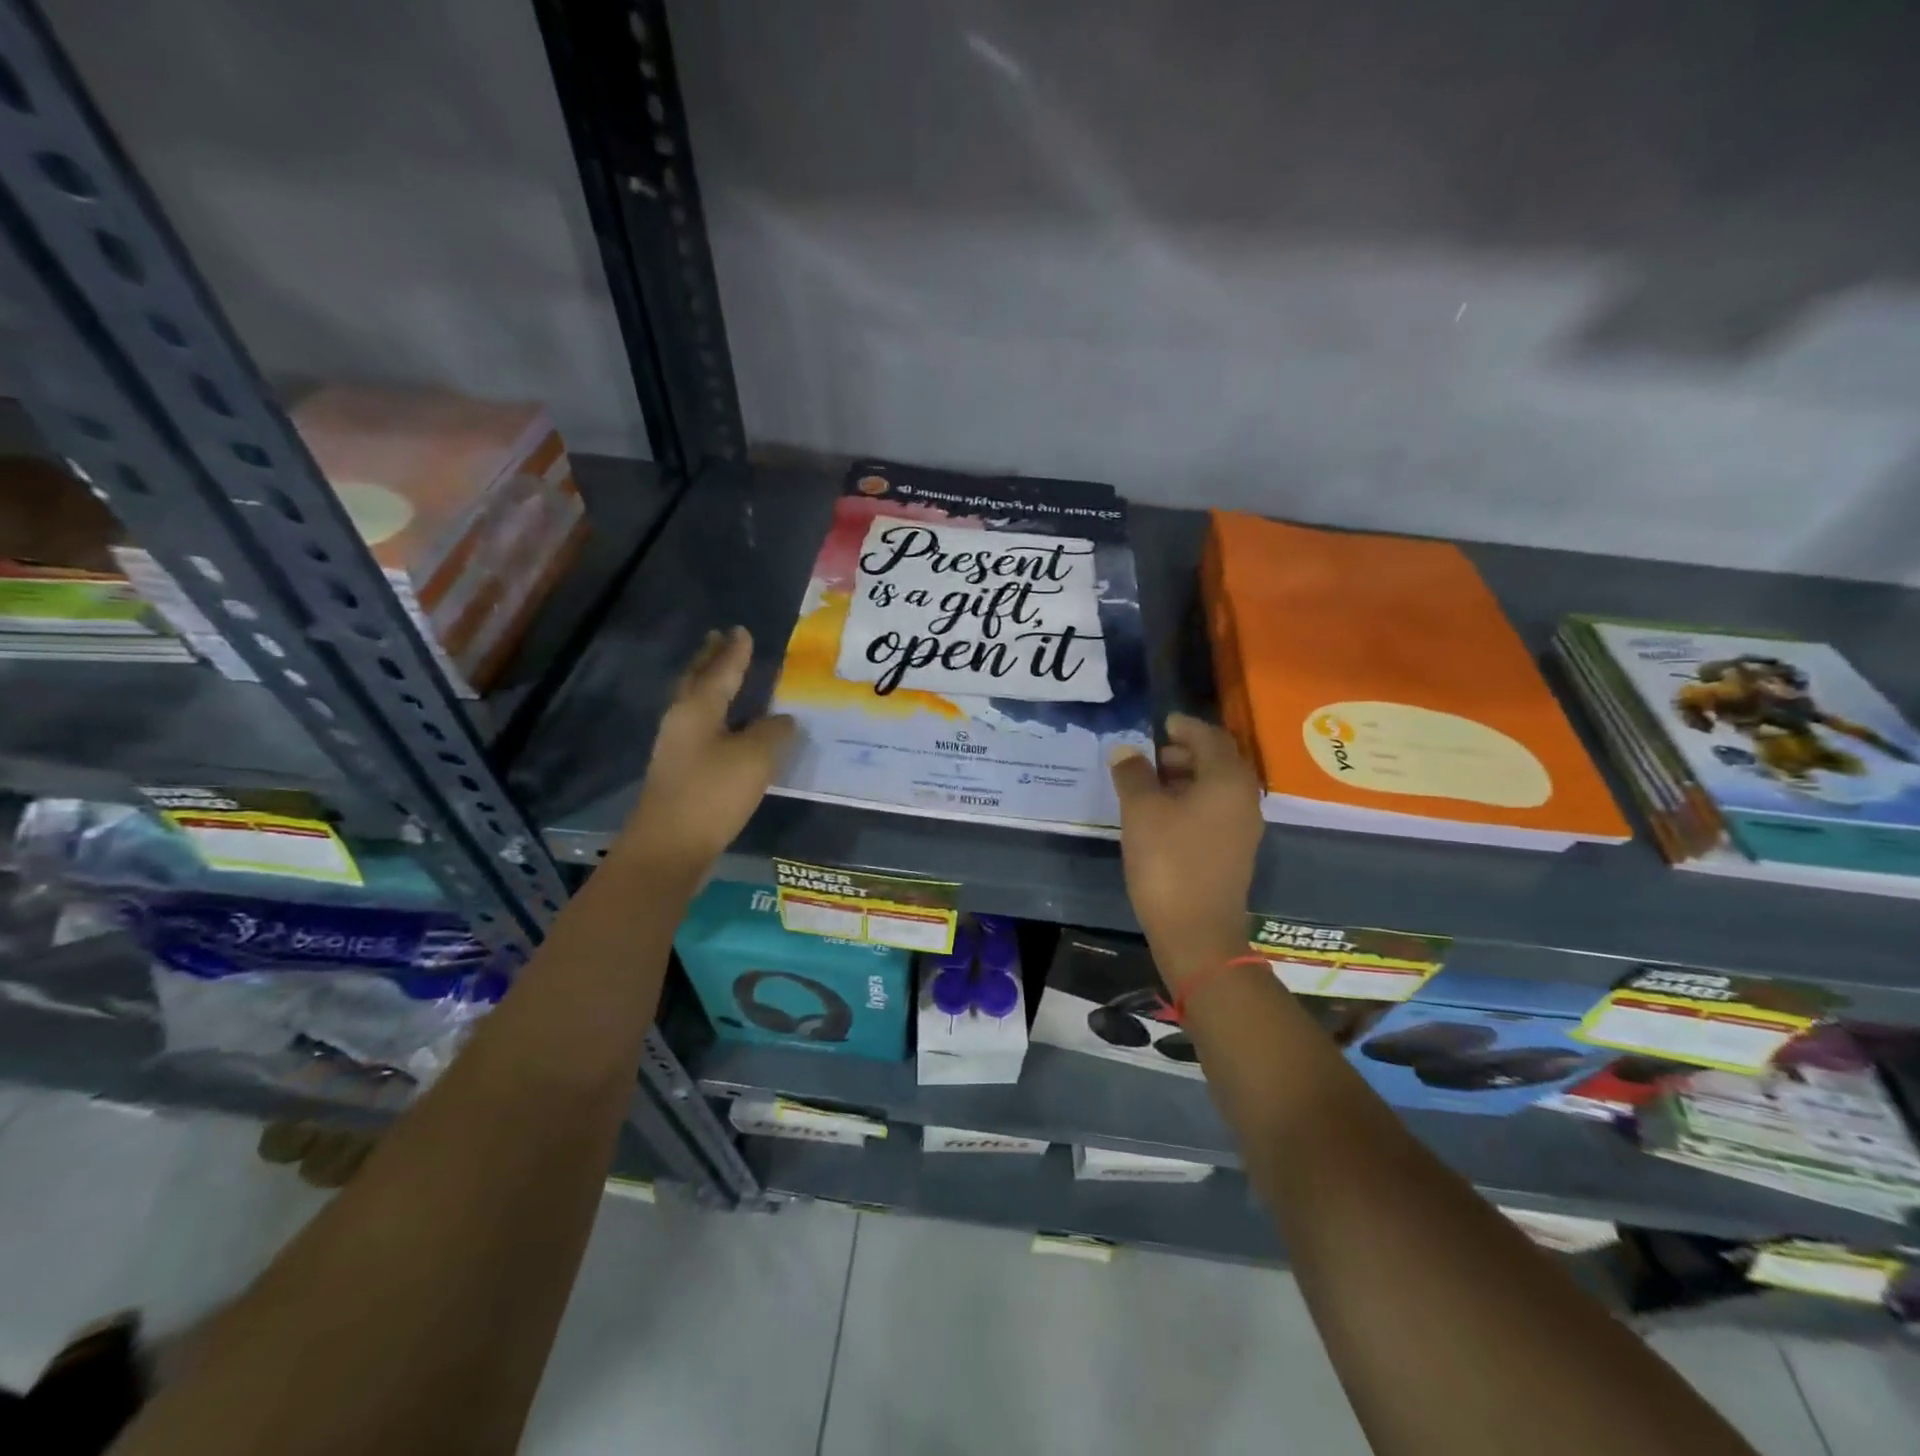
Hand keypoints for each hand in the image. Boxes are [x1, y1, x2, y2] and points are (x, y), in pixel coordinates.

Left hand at [616, 628, 795, 876]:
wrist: (670, 846)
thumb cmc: (713, 793)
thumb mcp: (755, 757)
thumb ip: (773, 731)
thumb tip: (782, 719)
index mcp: (698, 709)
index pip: (721, 670)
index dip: (735, 651)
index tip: (742, 630)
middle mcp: (681, 721)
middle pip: (696, 681)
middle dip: (709, 659)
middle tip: (718, 638)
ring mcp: (675, 747)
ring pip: (694, 704)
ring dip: (708, 685)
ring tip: (722, 674)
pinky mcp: (679, 771)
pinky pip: (699, 728)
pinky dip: (713, 715)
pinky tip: (727, 725)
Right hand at [1109, 714, 1263, 987]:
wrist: (1196, 932)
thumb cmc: (1168, 862)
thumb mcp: (1141, 812)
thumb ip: (1133, 774)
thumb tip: (1126, 750)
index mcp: (1227, 780)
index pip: (1211, 737)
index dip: (1185, 727)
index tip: (1162, 723)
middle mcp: (1243, 798)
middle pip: (1218, 760)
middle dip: (1185, 751)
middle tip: (1151, 755)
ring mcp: (1243, 827)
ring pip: (1216, 787)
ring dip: (1187, 777)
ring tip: (1151, 783)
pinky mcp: (1234, 851)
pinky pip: (1216, 810)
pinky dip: (1192, 800)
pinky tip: (1163, 813)